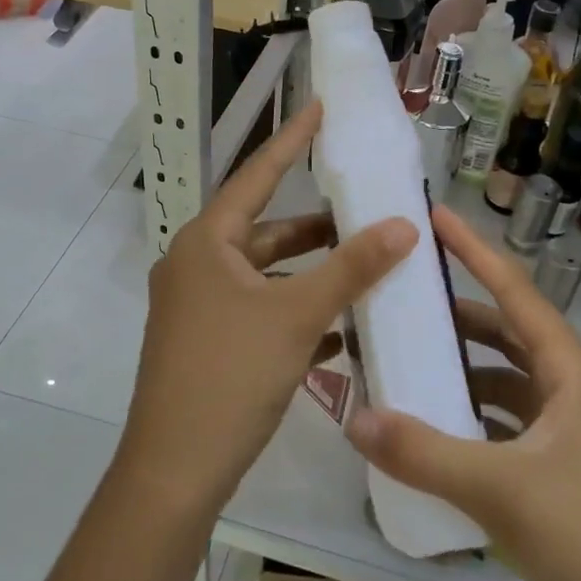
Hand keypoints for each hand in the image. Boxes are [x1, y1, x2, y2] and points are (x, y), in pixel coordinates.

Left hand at [119, 100, 417, 519]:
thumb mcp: (297, 315)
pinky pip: (259, 311)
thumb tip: (405, 224)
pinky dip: (296, 310)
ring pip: (266, 275)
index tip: (320, 109)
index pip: (258, 175)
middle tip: (363, 209)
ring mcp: (199, 307)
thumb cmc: (230, 374)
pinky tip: (339, 326)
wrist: (175, 471)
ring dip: (311, 273)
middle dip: (315, 225)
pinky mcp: (208, 342)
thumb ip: (352, 267)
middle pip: (265, 230)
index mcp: (207, 242)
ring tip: (363, 265)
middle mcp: (197, 265)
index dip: (291, 140)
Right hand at [347, 205, 580, 580]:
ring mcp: (567, 425)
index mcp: (570, 370)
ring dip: (462, 365)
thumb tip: (354, 418)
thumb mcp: (498, 490)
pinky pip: (505, 415)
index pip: (514, 290)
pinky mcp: (558, 461)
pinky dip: (471, 410)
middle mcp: (571, 385)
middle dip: (458, 312)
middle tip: (403, 297)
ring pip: (505, 375)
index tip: (436, 216)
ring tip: (408, 358)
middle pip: (507, 329)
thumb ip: (423, 453)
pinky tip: (434, 423)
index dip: (474, 251)